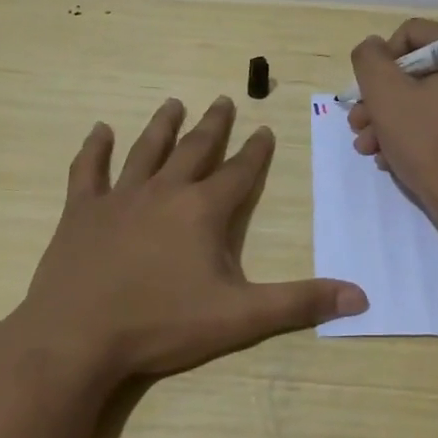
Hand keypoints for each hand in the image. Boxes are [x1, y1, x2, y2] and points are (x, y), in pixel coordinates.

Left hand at [9, 96, 366, 390]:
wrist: (77, 338)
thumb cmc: (162, 325)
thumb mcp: (240, 318)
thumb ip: (299, 303)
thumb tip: (360, 296)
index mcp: (203, 211)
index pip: (238, 172)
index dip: (255, 151)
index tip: (264, 129)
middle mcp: (165, 192)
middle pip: (195, 150)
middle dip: (213, 125)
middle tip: (223, 100)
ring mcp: (119, 198)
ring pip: (146, 151)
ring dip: (162, 126)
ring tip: (173, 103)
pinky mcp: (81, 212)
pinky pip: (88, 171)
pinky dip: (94, 149)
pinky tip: (99, 130)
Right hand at [348, 19, 437, 229]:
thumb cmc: (430, 143)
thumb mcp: (387, 95)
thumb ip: (370, 60)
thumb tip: (372, 48)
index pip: (412, 33)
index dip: (382, 59)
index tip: (369, 91)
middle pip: (413, 70)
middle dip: (378, 98)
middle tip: (357, 124)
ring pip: (419, 100)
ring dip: (385, 120)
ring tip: (366, 147)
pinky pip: (433, 123)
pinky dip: (406, 136)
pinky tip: (387, 159)